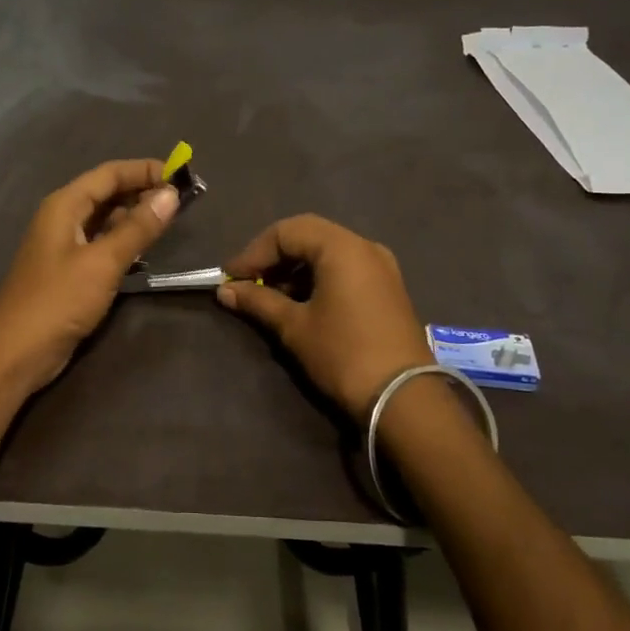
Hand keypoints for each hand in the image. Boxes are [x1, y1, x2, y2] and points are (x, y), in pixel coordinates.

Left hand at [0, 158, 179, 395]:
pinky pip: (101, 244)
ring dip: (135, 217)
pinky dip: (124, 241)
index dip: (145, 170)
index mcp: (64, 206)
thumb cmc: (58, 301)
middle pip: (107, 193)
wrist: (16, 353)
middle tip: (182, 200)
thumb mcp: (103, 262)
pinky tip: (145, 250)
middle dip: (143, 192)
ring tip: (170, 221)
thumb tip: (170, 194)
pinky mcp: (70, 271)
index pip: (110, 174)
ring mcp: (64, 245)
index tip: (181, 175)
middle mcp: (62, 218)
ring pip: (106, 219)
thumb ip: (138, 228)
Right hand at [217, 214, 432, 421]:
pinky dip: (318, 278)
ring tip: (269, 297)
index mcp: (341, 247)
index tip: (231, 278)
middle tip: (247, 283)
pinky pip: (345, 268)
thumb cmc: (343, 354)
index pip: (286, 232)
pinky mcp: (387, 288)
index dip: (254, 253)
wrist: (404, 398)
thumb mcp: (295, 327)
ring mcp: (381, 266)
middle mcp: (364, 246)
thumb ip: (258, 301)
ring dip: (295, 269)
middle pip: (308, 236)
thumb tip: (225, 290)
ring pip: (327, 252)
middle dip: (273, 257)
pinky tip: (300, 303)